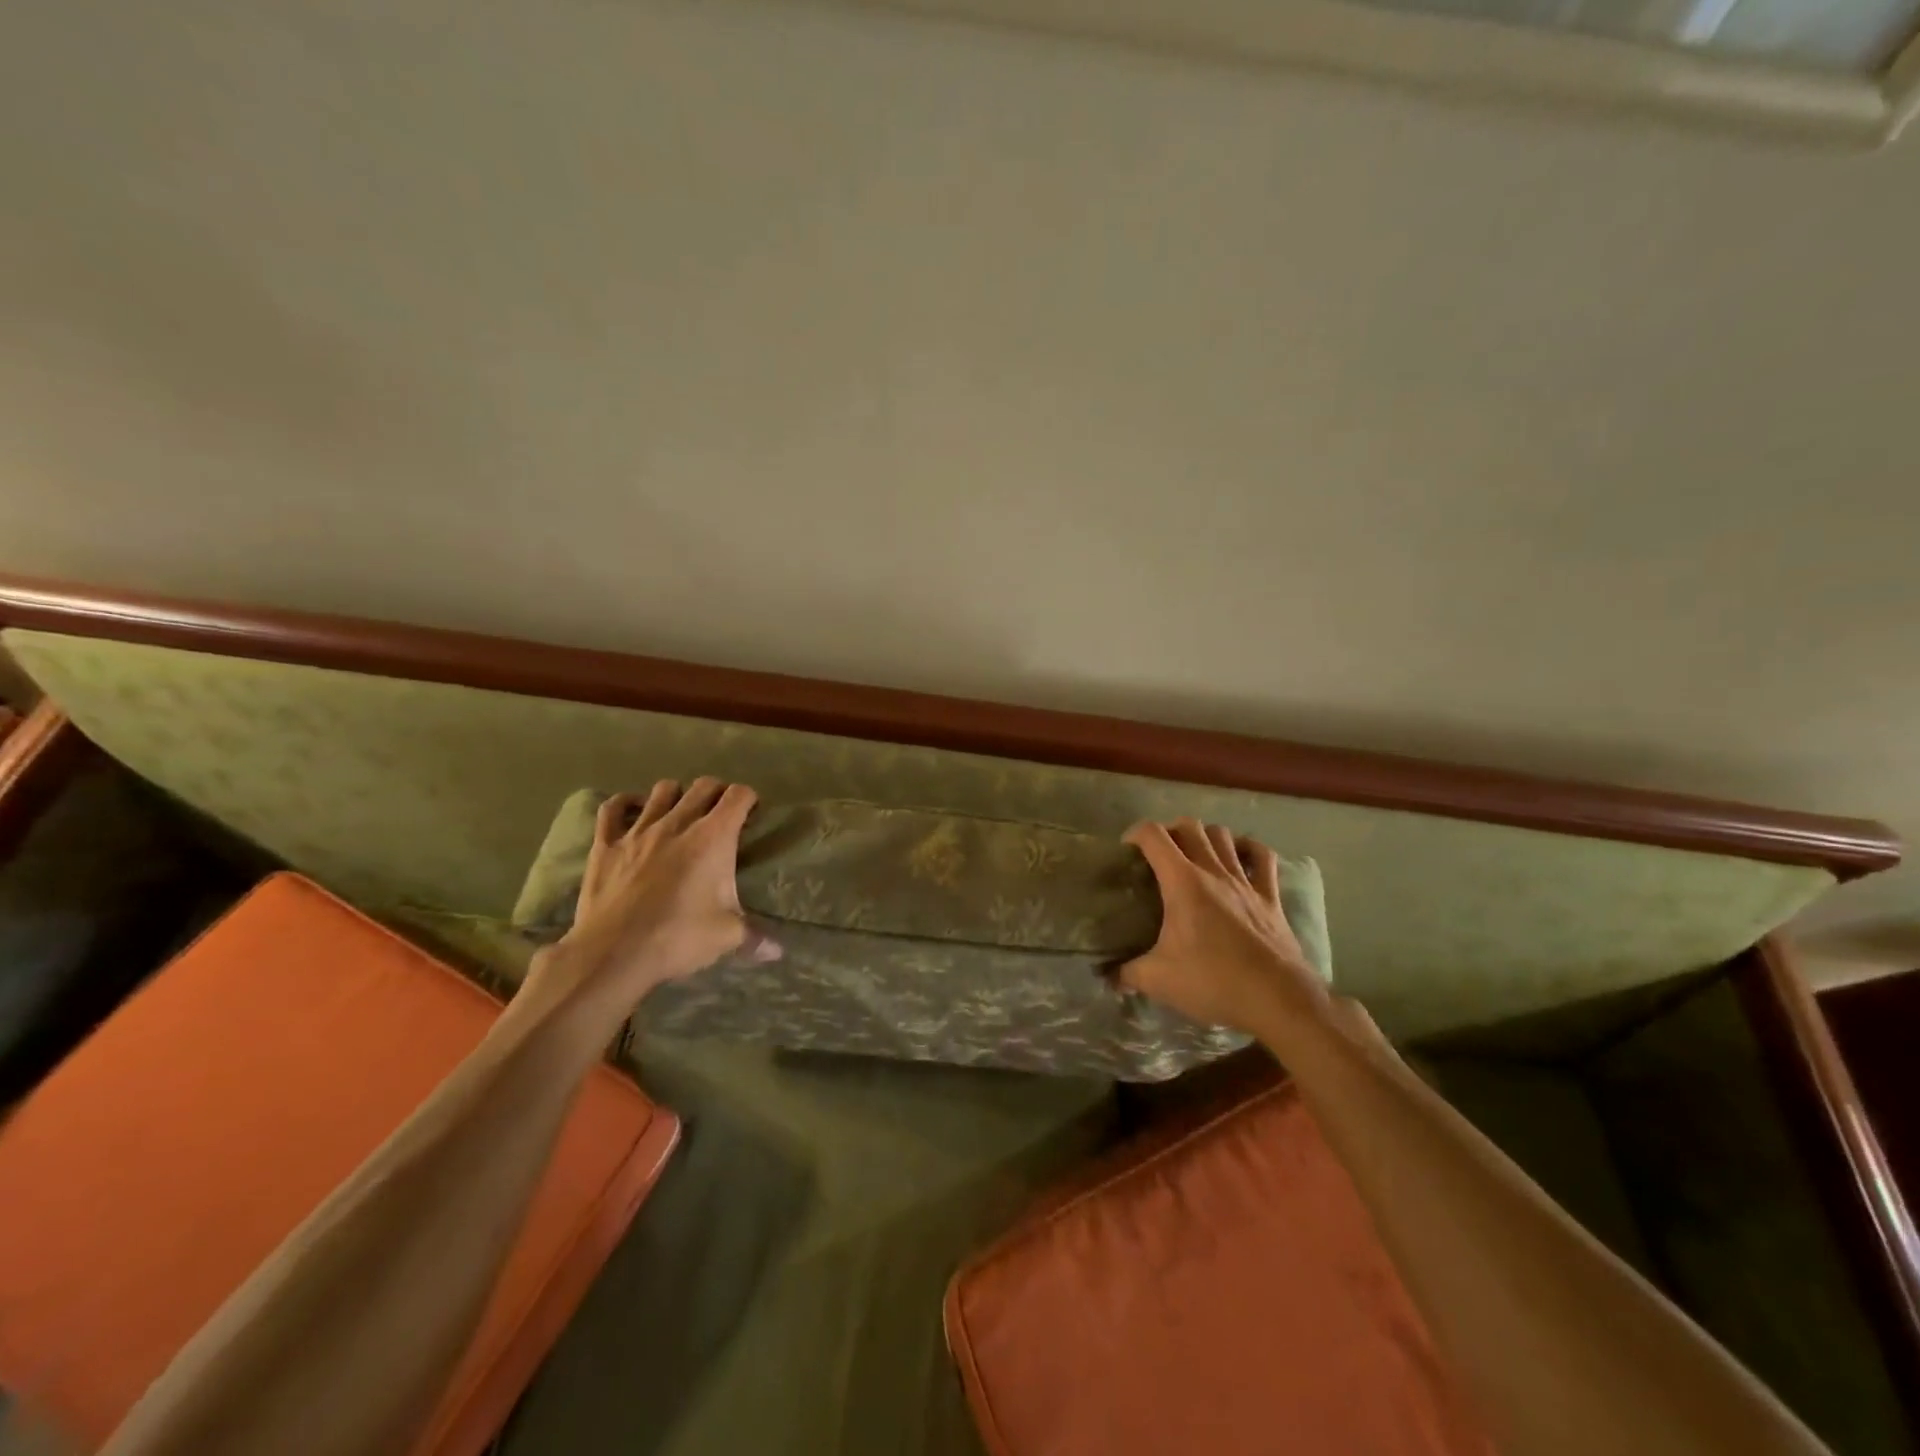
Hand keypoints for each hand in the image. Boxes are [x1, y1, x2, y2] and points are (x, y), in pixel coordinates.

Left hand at [523, 778, 779, 1026]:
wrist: (613, 954)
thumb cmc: (678, 937)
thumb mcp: (726, 936)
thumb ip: (755, 937)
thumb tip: (778, 952)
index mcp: (713, 837)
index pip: (738, 796)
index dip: (748, 800)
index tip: (751, 814)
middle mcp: (678, 823)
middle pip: (703, 786)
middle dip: (717, 793)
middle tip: (721, 814)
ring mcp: (639, 830)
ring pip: (662, 790)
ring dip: (677, 795)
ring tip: (681, 813)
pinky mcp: (606, 844)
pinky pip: (613, 808)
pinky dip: (625, 804)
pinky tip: (633, 810)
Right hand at [1120, 818, 1328, 1034]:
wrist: (1278, 1000)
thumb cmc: (1213, 982)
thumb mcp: (1158, 980)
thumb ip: (1126, 974)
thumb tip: (1107, 976)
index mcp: (1182, 882)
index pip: (1153, 836)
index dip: (1134, 834)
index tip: (1126, 851)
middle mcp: (1214, 871)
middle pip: (1190, 826)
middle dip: (1169, 830)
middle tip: (1158, 854)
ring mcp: (1246, 881)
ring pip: (1224, 835)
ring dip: (1205, 836)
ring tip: (1193, 854)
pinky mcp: (1270, 897)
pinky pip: (1262, 857)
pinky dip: (1248, 849)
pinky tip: (1239, 856)